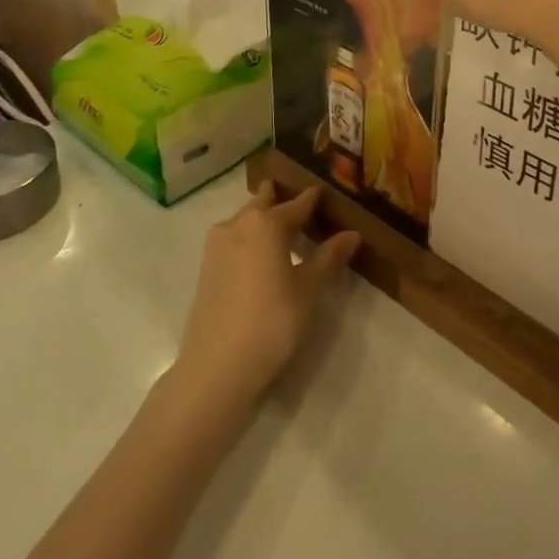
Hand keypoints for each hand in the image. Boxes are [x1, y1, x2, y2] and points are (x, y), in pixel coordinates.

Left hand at [174, 183, 358, 410]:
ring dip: (262, 219)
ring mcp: (217, 247)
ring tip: (283, 228)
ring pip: (244, 221)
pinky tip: (260, 255)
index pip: (297, 204)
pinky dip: (249, 239)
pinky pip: (233, 240)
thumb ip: (329, 257)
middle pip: (263, 204)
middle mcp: (238, 224)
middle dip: (280, 200)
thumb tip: (352, 234)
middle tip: (299, 201)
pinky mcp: (206, 269)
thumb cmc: (272, 322)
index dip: (312, 199)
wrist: (217, 367)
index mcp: (265, 223)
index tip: (323, 191)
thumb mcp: (308, 290)